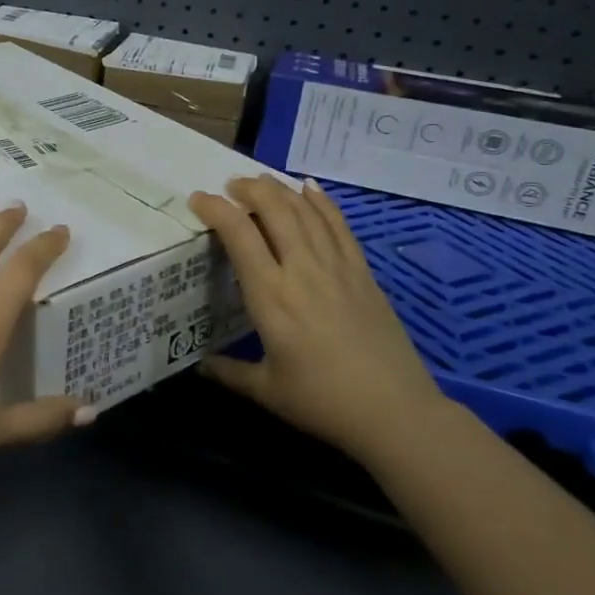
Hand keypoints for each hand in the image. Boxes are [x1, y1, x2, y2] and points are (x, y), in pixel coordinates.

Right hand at [189, 177, 442, 460]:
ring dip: (280, 189)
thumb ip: (229, 372)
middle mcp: (302, 271)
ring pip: (306, 212)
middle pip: (275, 210)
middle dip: (249, 189)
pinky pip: (339, 226)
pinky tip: (310, 188)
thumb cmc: (323, 402)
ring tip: (261, 181)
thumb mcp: (267, 390)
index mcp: (271, 296)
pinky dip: (322, 202)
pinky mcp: (363, 273)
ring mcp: (336, 268)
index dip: (215, 209)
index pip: (239, 234)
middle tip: (231, 185)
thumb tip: (199, 366)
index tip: (198, 199)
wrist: (396, 412)